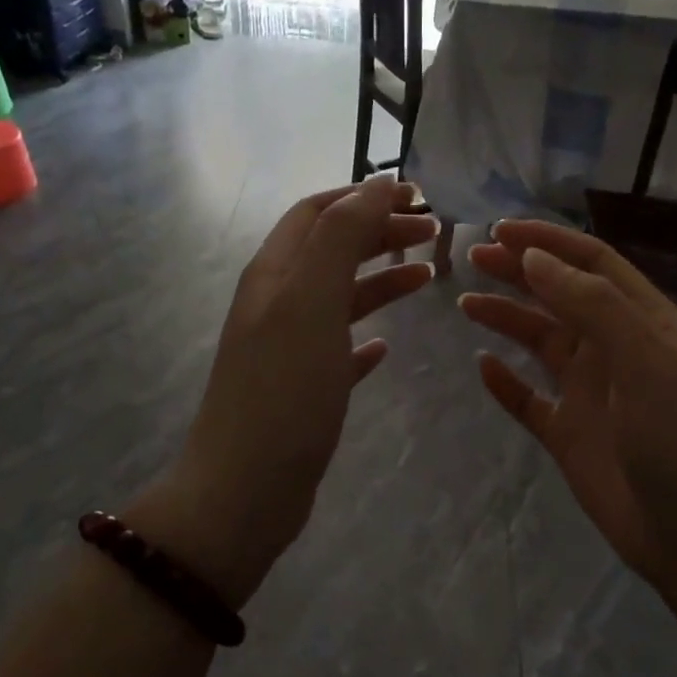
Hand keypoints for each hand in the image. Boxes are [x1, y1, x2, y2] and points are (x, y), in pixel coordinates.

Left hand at [128, 179, 437, 607]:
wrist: (244, 490)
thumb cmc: (283, 393)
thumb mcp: (311, 303)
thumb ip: (340, 240)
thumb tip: (374, 185)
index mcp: (274, 275)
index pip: (316, 213)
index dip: (362, 196)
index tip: (416, 195)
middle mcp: (277, 304)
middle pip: (330, 250)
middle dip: (378, 232)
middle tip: (433, 233)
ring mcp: (287, 349)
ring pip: (339, 298)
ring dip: (380, 279)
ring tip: (426, 276)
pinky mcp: (302, 391)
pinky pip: (338, 350)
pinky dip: (365, 337)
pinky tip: (386, 347)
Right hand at [461, 220, 676, 590]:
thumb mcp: (647, 360)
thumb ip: (593, 305)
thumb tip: (535, 259)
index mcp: (643, 322)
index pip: (593, 264)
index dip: (549, 243)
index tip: (500, 231)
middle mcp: (615, 349)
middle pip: (560, 296)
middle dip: (519, 272)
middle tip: (471, 257)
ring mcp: (591, 393)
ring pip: (541, 342)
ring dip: (506, 319)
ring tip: (466, 303)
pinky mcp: (569, 435)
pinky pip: (528, 400)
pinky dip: (505, 383)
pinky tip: (482, 367)